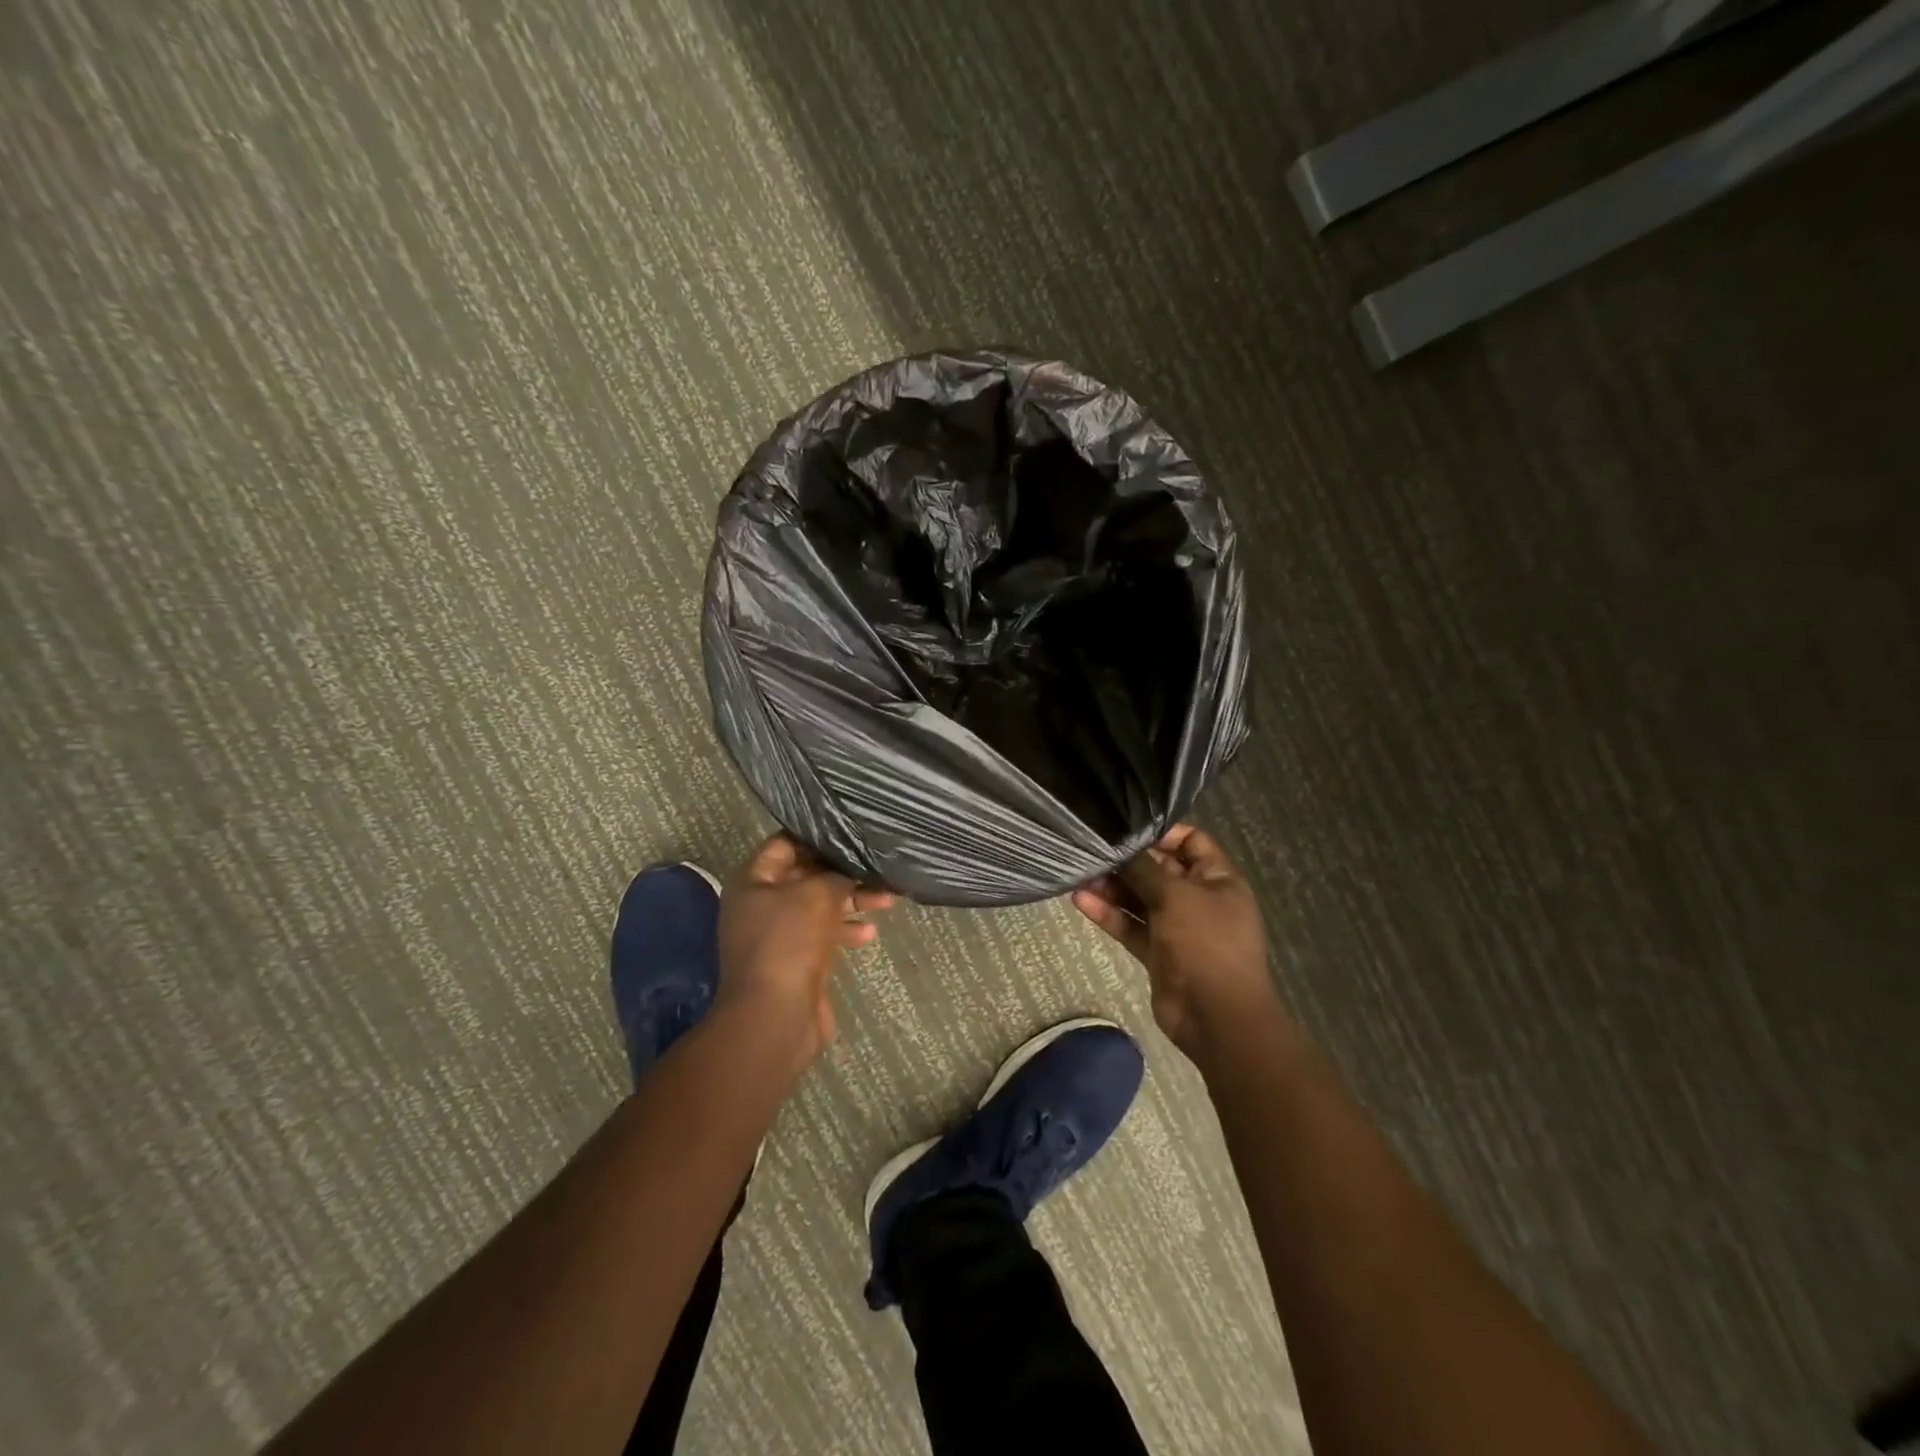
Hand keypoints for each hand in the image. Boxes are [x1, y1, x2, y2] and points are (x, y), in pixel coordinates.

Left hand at [716, 834, 893, 1071]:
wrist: (774, 1017)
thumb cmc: (789, 943)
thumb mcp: (817, 895)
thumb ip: (837, 874)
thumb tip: (851, 868)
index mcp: (753, 880)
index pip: (785, 843)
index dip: (818, 835)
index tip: (852, 830)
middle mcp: (760, 904)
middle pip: (806, 875)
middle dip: (842, 871)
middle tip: (877, 865)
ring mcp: (777, 935)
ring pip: (818, 905)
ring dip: (851, 900)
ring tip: (887, 898)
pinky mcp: (794, 960)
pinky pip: (822, 934)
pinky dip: (845, 930)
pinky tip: (870, 934)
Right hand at [1072, 824, 1276, 1059]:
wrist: (1217, 1018)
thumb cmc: (1206, 944)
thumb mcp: (1177, 897)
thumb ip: (1146, 870)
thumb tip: (1122, 846)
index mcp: (1218, 879)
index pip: (1191, 841)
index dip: (1161, 833)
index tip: (1126, 829)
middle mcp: (1198, 899)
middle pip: (1160, 870)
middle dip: (1128, 861)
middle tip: (1093, 850)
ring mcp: (1177, 927)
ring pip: (1140, 899)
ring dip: (1112, 887)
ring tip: (1080, 874)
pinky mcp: (1157, 952)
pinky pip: (1131, 926)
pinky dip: (1109, 914)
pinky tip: (1080, 900)